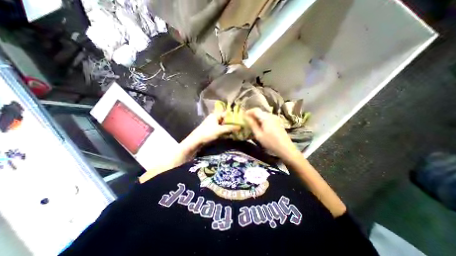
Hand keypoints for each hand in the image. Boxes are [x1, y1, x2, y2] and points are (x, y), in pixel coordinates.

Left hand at [182, 112, 238, 151]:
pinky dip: (224, 130)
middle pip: (225, 119)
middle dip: (231, 122)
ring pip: (223, 124)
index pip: (226, 114)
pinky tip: (229, 133)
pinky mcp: (211, 128)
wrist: (196, 140)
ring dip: (228, 127)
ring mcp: (212, 123)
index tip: (240, 120)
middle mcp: (214, 117)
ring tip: (235, 130)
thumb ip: (230, 128)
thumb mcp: (220, 130)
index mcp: (215, 115)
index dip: (233, 117)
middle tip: (239, 126)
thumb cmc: (208, 133)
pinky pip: (220, 128)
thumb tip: (240, 127)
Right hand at [246, 108, 299, 159]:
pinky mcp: (278, 122)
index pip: (255, 110)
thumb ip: (252, 124)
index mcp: (266, 117)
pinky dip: (262, 120)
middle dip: (252, 115)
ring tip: (253, 124)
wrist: (285, 148)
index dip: (248, 112)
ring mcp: (275, 118)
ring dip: (257, 118)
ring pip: (264, 115)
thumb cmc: (270, 142)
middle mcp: (271, 115)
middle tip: (247, 121)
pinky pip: (268, 118)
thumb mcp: (259, 135)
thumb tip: (246, 117)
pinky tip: (261, 127)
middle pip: (260, 112)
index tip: (243, 116)